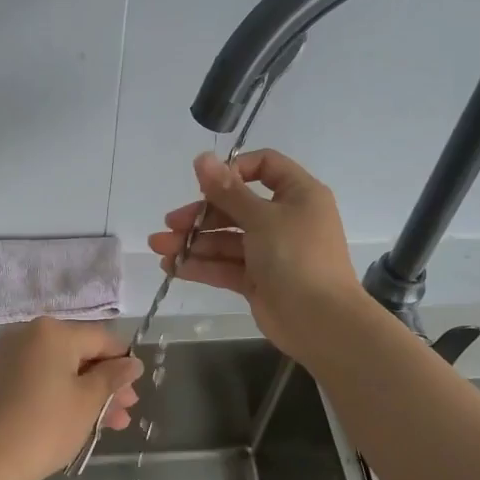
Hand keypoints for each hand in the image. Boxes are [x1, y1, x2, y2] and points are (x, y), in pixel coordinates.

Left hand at [0, 318, 142, 479]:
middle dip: (106, 381)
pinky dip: (63, 392)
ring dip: (88, 391)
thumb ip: (113, 377)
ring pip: (61, 368)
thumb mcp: (88, 401)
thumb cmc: (46, 426)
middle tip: (127, 409)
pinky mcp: (1, 376)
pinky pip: (42, 376)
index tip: (137, 386)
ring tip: (113, 423)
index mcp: (52, 331)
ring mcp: (11, 355)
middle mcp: (29, 334)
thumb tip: (133, 363)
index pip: (100, 338)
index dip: (123, 361)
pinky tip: (83, 418)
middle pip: (80, 352)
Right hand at [146, 148, 364, 360]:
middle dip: (200, 215)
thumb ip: (227, 191)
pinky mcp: (258, 280)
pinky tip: (172, 267)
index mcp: (298, 194)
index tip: (205, 183)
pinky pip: (226, 266)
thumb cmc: (297, 257)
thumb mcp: (261, 218)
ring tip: (159, 248)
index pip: (265, 166)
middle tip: (170, 223)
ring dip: (193, 242)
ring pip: (226, 239)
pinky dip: (201, 265)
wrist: (320, 321)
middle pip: (236, 206)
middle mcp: (285, 219)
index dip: (233, 170)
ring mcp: (271, 251)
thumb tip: (202, 158)